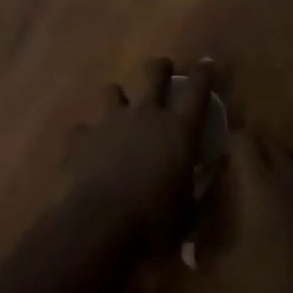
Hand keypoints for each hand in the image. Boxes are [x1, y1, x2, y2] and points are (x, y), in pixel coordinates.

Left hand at [63, 57, 213, 249]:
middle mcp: (145, 115)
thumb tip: (211, 171)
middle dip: (160, 68)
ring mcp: (110, 122)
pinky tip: (89, 152)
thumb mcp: (189, 212)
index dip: (204, 73)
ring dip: (118, 99)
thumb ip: (200, 187)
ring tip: (119, 113)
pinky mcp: (80, 138)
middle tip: (163, 71)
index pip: (198, 88)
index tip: (206, 64)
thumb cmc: (153, 223)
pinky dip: (88, 137)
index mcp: (178, 129)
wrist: (98, 228)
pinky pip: (83, 128)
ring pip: (112, 91)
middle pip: (154, 73)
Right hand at [203, 135, 292, 292]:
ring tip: (278, 197)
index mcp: (260, 181)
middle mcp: (292, 170)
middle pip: (270, 147)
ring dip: (286, 171)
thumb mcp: (229, 277)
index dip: (228, 147)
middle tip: (244, 185)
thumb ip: (207, 254)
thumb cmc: (279, 285)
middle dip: (256, 159)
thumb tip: (193, 244)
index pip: (240, 140)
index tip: (219, 164)